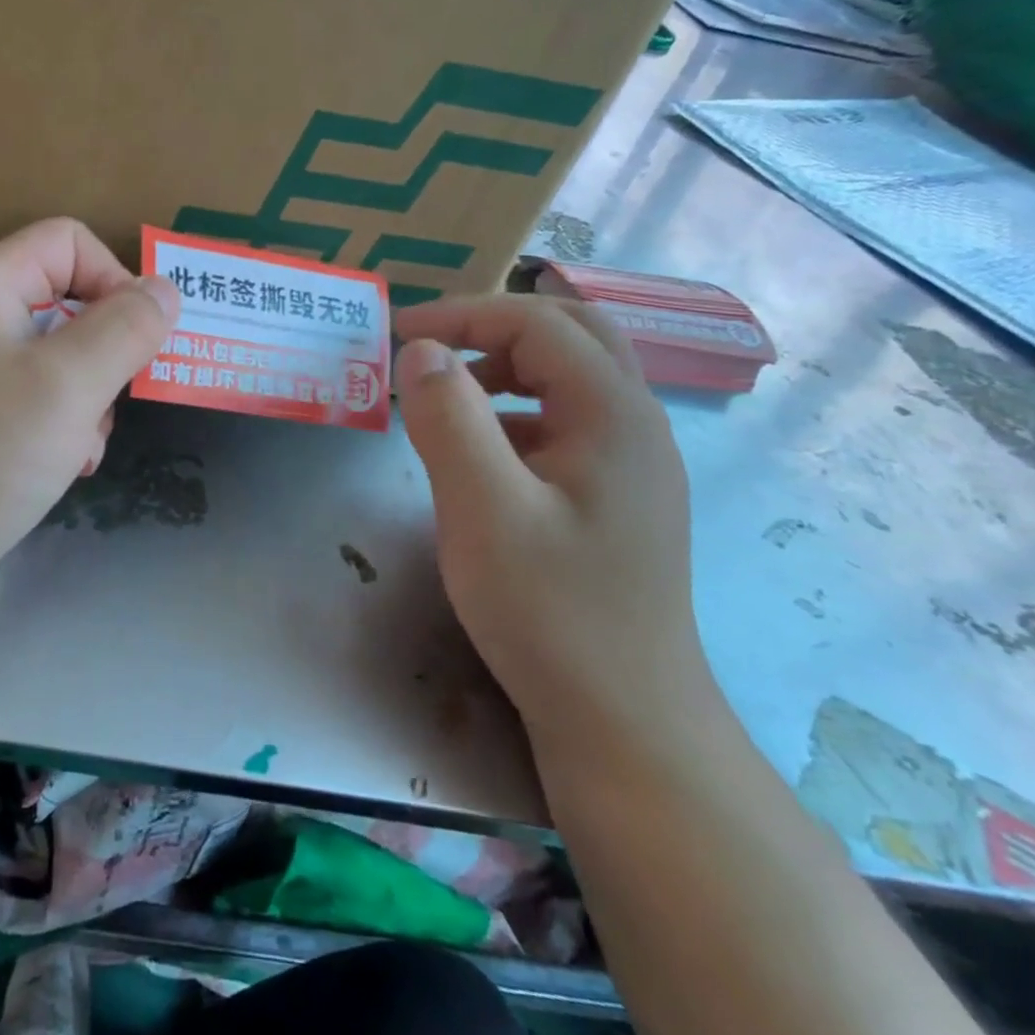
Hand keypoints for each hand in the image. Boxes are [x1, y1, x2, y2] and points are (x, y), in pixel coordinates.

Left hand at [0, 218, 178, 613]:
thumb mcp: (67, 384)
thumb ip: (125, 329)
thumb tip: (164, 289)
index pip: (69, 242)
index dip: (115, 278)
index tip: (139, 339)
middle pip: (68, 303)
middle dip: (106, 354)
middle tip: (111, 402)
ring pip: (59, 361)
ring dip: (89, 401)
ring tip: (83, 447)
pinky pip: (35, 404)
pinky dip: (62, 430)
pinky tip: (64, 469)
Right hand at [393, 295, 701, 733]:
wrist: (623, 718)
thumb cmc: (550, 611)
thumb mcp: (483, 510)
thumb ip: (448, 420)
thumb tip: (420, 352)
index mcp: (613, 413)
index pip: (538, 325)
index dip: (464, 316)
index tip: (398, 334)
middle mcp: (636, 424)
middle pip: (572, 333)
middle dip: (494, 326)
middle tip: (432, 344)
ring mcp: (634, 462)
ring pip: (573, 376)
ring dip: (508, 366)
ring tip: (448, 394)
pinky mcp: (620, 496)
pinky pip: (568, 422)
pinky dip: (518, 411)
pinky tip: (483, 452)